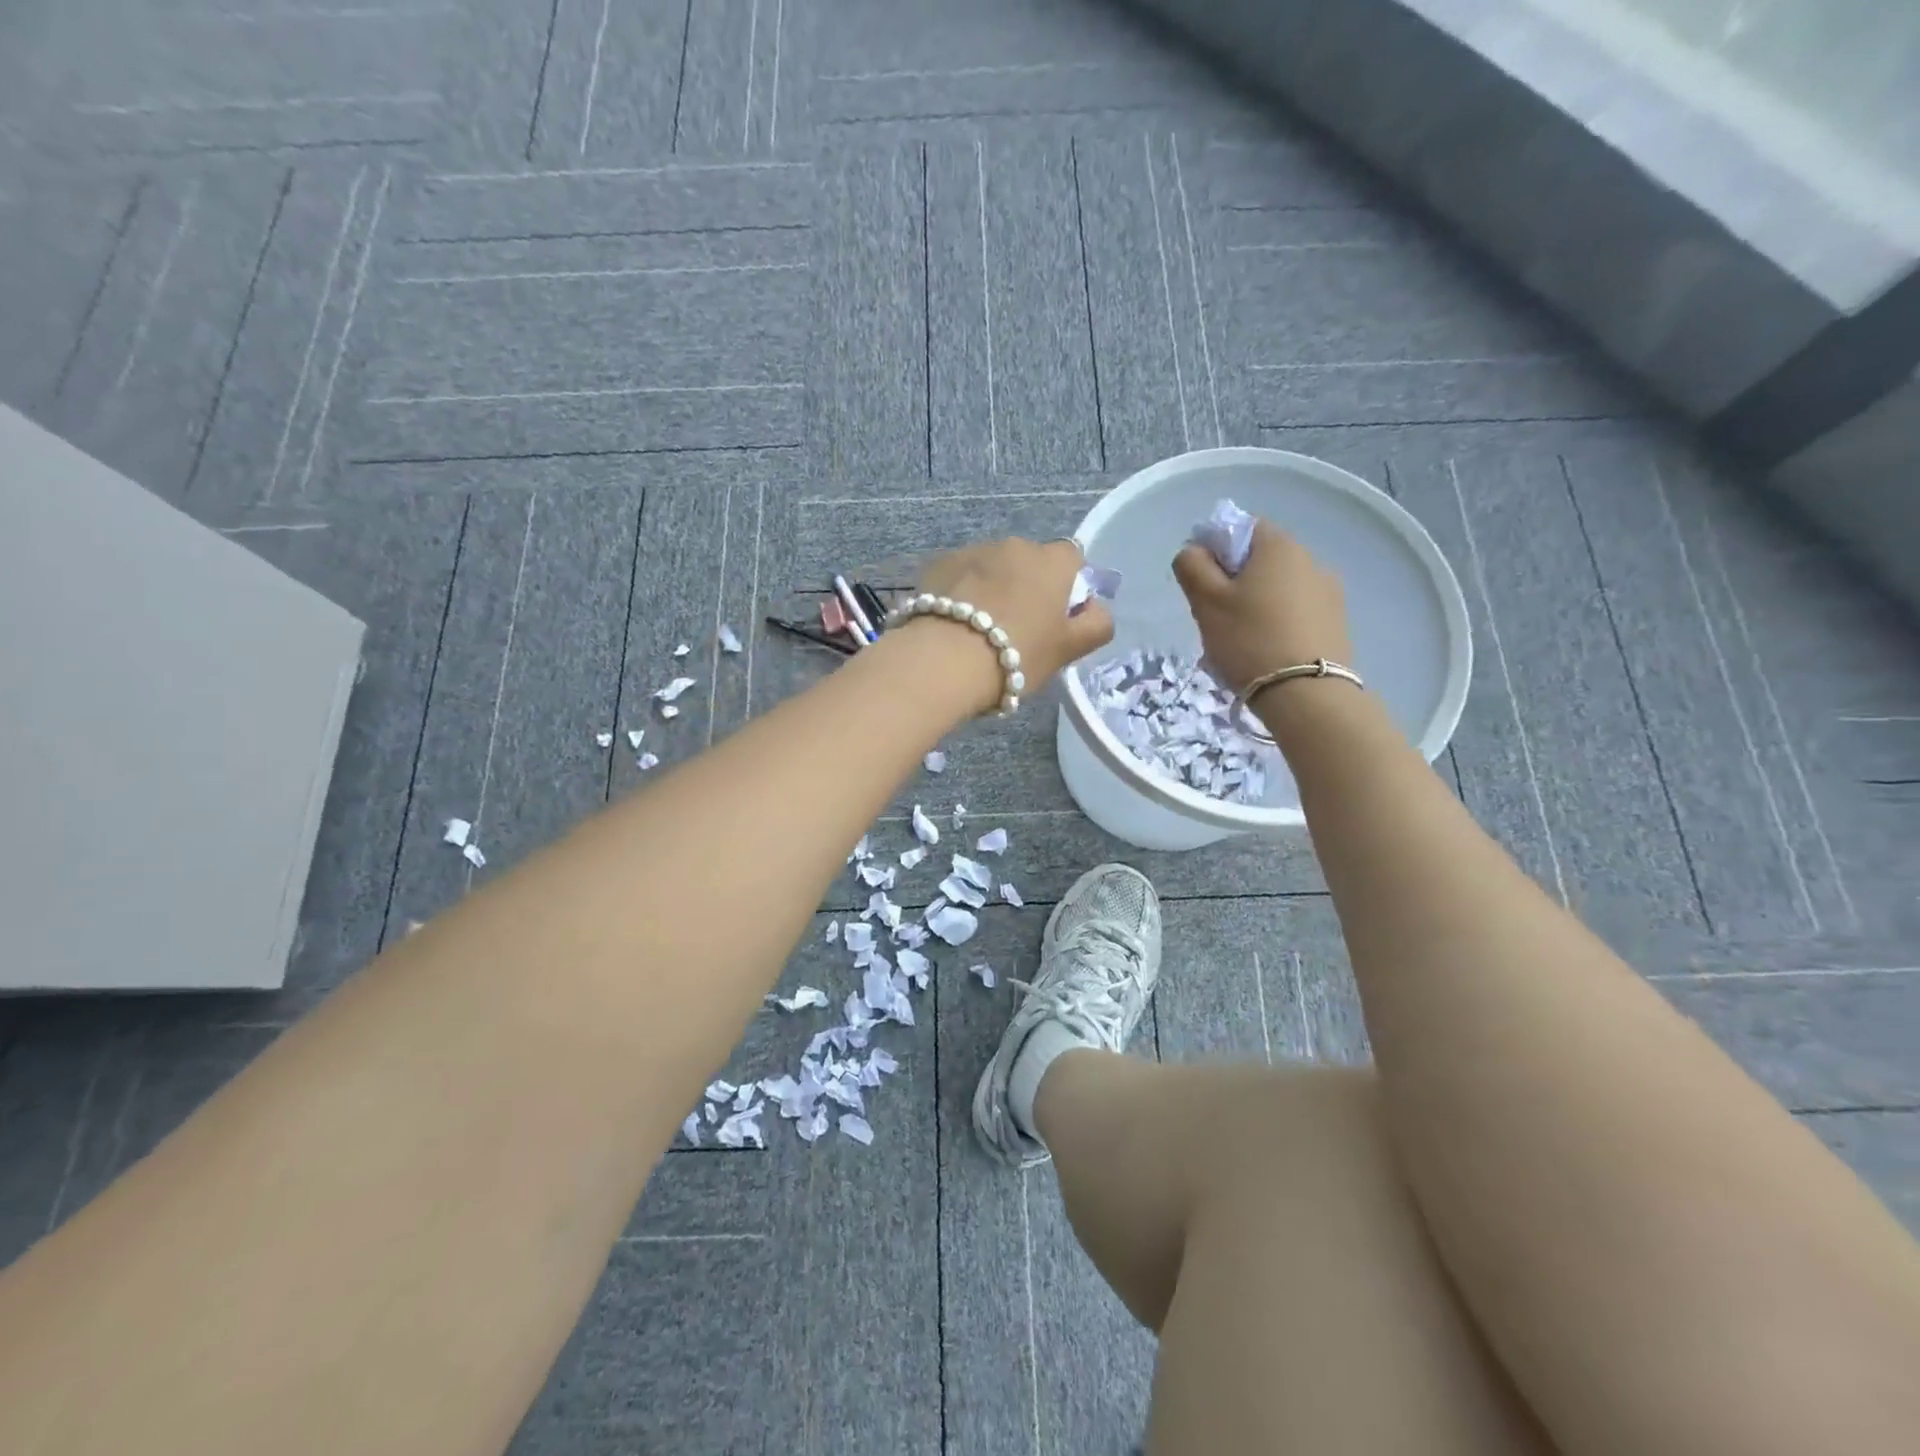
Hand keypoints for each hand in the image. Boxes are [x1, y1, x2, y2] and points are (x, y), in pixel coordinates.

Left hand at [907, 538, 1113, 712]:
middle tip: (1016, 630)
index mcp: (1052, 562)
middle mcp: (1014, 545)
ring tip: (978, 630)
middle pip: (1029, 563)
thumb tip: (1095, 608)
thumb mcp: (1068, 650)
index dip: (1068, 587)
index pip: (1072, 560)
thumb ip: (1095, 624)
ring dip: (991, 588)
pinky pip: (959, 576)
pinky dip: (960, 592)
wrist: (945, 661)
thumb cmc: (1016, 656)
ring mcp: (973, 551)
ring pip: (991, 568)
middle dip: (1026, 587)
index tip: (1056, 618)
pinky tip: (952, 624)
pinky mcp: (938, 564)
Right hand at [1172, 518, 1350, 693]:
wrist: (1305, 694)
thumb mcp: (1206, 601)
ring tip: (1240, 642)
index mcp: (1278, 546)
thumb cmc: (1248, 639)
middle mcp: (1310, 559)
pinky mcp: (1336, 623)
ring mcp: (1328, 592)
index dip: (1216, 549)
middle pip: (1261, 560)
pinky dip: (1277, 624)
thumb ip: (1192, 566)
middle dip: (1235, 582)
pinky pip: (1296, 613)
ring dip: (1256, 606)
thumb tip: (1195, 551)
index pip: (1242, 528)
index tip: (1202, 583)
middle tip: (1215, 618)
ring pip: (1278, 589)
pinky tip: (1264, 653)